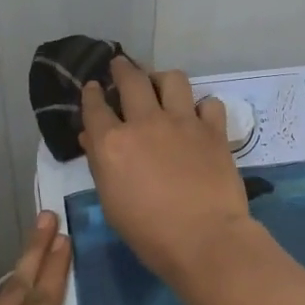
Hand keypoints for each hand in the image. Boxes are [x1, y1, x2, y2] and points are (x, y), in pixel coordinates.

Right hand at [80, 57, 254, 284]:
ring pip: (172, 79)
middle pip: (131, 80)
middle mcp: (145, 123)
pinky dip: (202, 107)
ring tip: (161, 85)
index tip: (93, 87)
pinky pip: (209, 103)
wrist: (205, 239)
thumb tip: (91, 139)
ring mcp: (183, 122)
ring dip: (162, 79)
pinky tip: (199, 116)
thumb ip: (100, 165)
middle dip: (123, 68)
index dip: (91, 93)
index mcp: (113, 143)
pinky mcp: (213, 130)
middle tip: (121, 65)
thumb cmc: (149, 233)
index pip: (95, 107)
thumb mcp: (112, 203)